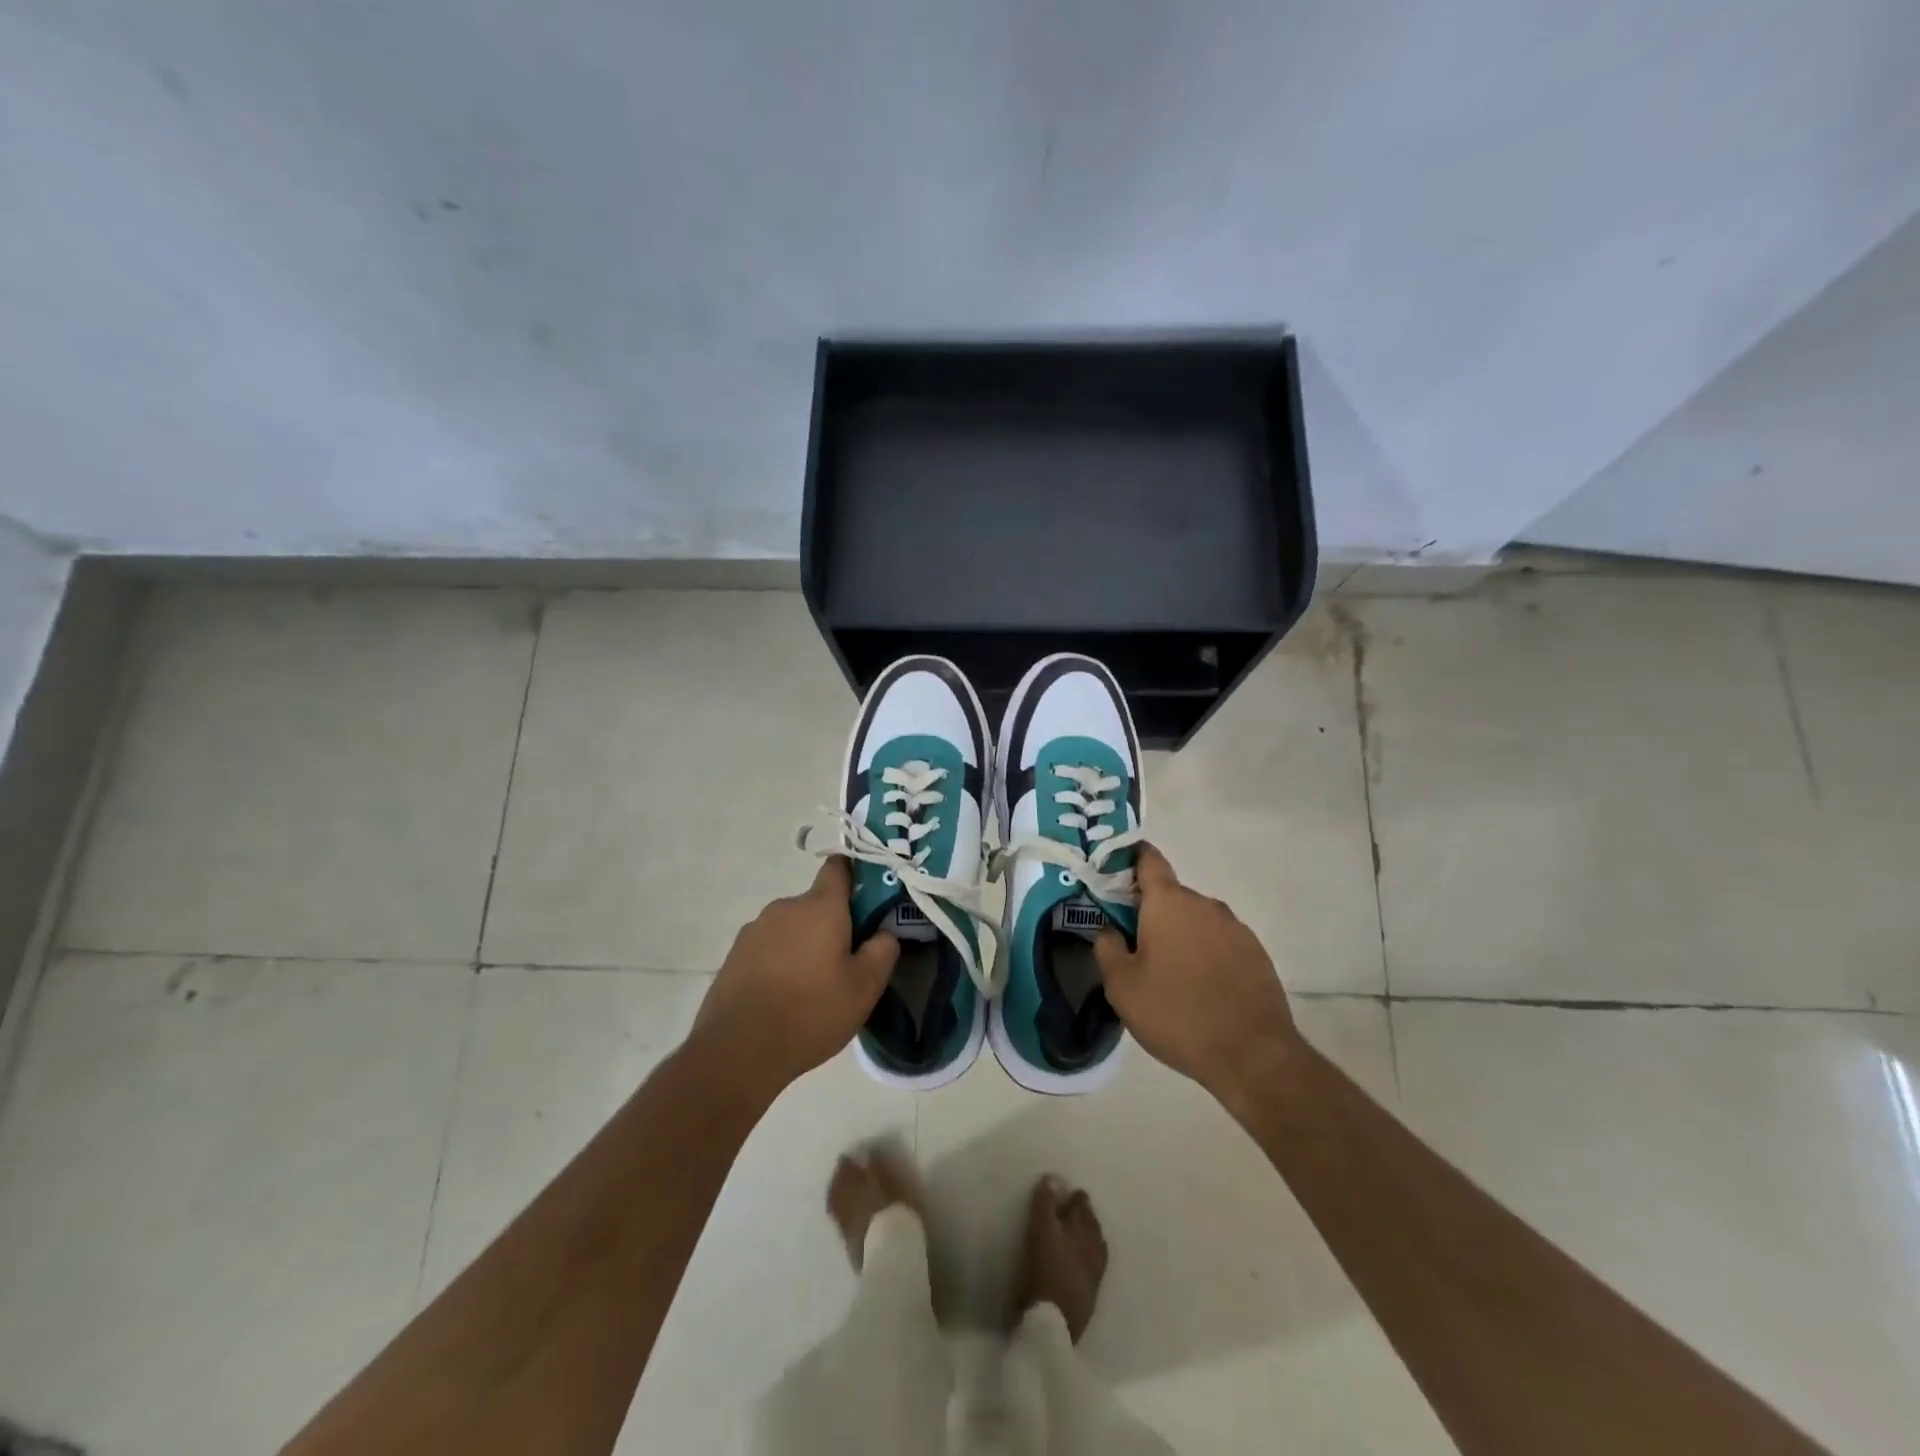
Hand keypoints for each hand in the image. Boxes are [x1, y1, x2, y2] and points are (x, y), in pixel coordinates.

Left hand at [692, 858, 898, 1094]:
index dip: (857, 875)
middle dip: (834, 925)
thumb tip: (884, 932)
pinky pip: (769, 947)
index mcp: (820, 906)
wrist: (737, 1051)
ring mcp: (755, 929)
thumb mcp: (865, 988)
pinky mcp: (735, 954)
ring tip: (813, 987)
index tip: (870, 901)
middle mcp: (785, 907)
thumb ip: (883, 951)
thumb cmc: (810, 1012)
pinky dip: (781, 962)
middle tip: (847, 963)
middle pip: (817, 903)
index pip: (839, 866)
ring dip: (806, 944)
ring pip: (793, 927)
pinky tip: (784, 997)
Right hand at [1093, 844, 1300, 1099]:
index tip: (1114, 874)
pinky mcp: (1256, 953)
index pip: (1148, 859)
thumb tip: (1109, 929)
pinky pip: (1220, 941)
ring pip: (1197, 920)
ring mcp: (1235, 928)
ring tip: (1170, 975)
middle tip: (1135, 948)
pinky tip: (1201, 989)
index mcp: (1169, 903)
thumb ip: (1107, 949)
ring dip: (1180, 936)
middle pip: (1171, 895)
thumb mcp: (1122, 987)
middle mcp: (1205, 904)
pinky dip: (1206, 954)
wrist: (1253, 1055)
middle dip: (1151, 913)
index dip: (1129, 859)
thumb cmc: (1177, 1014)